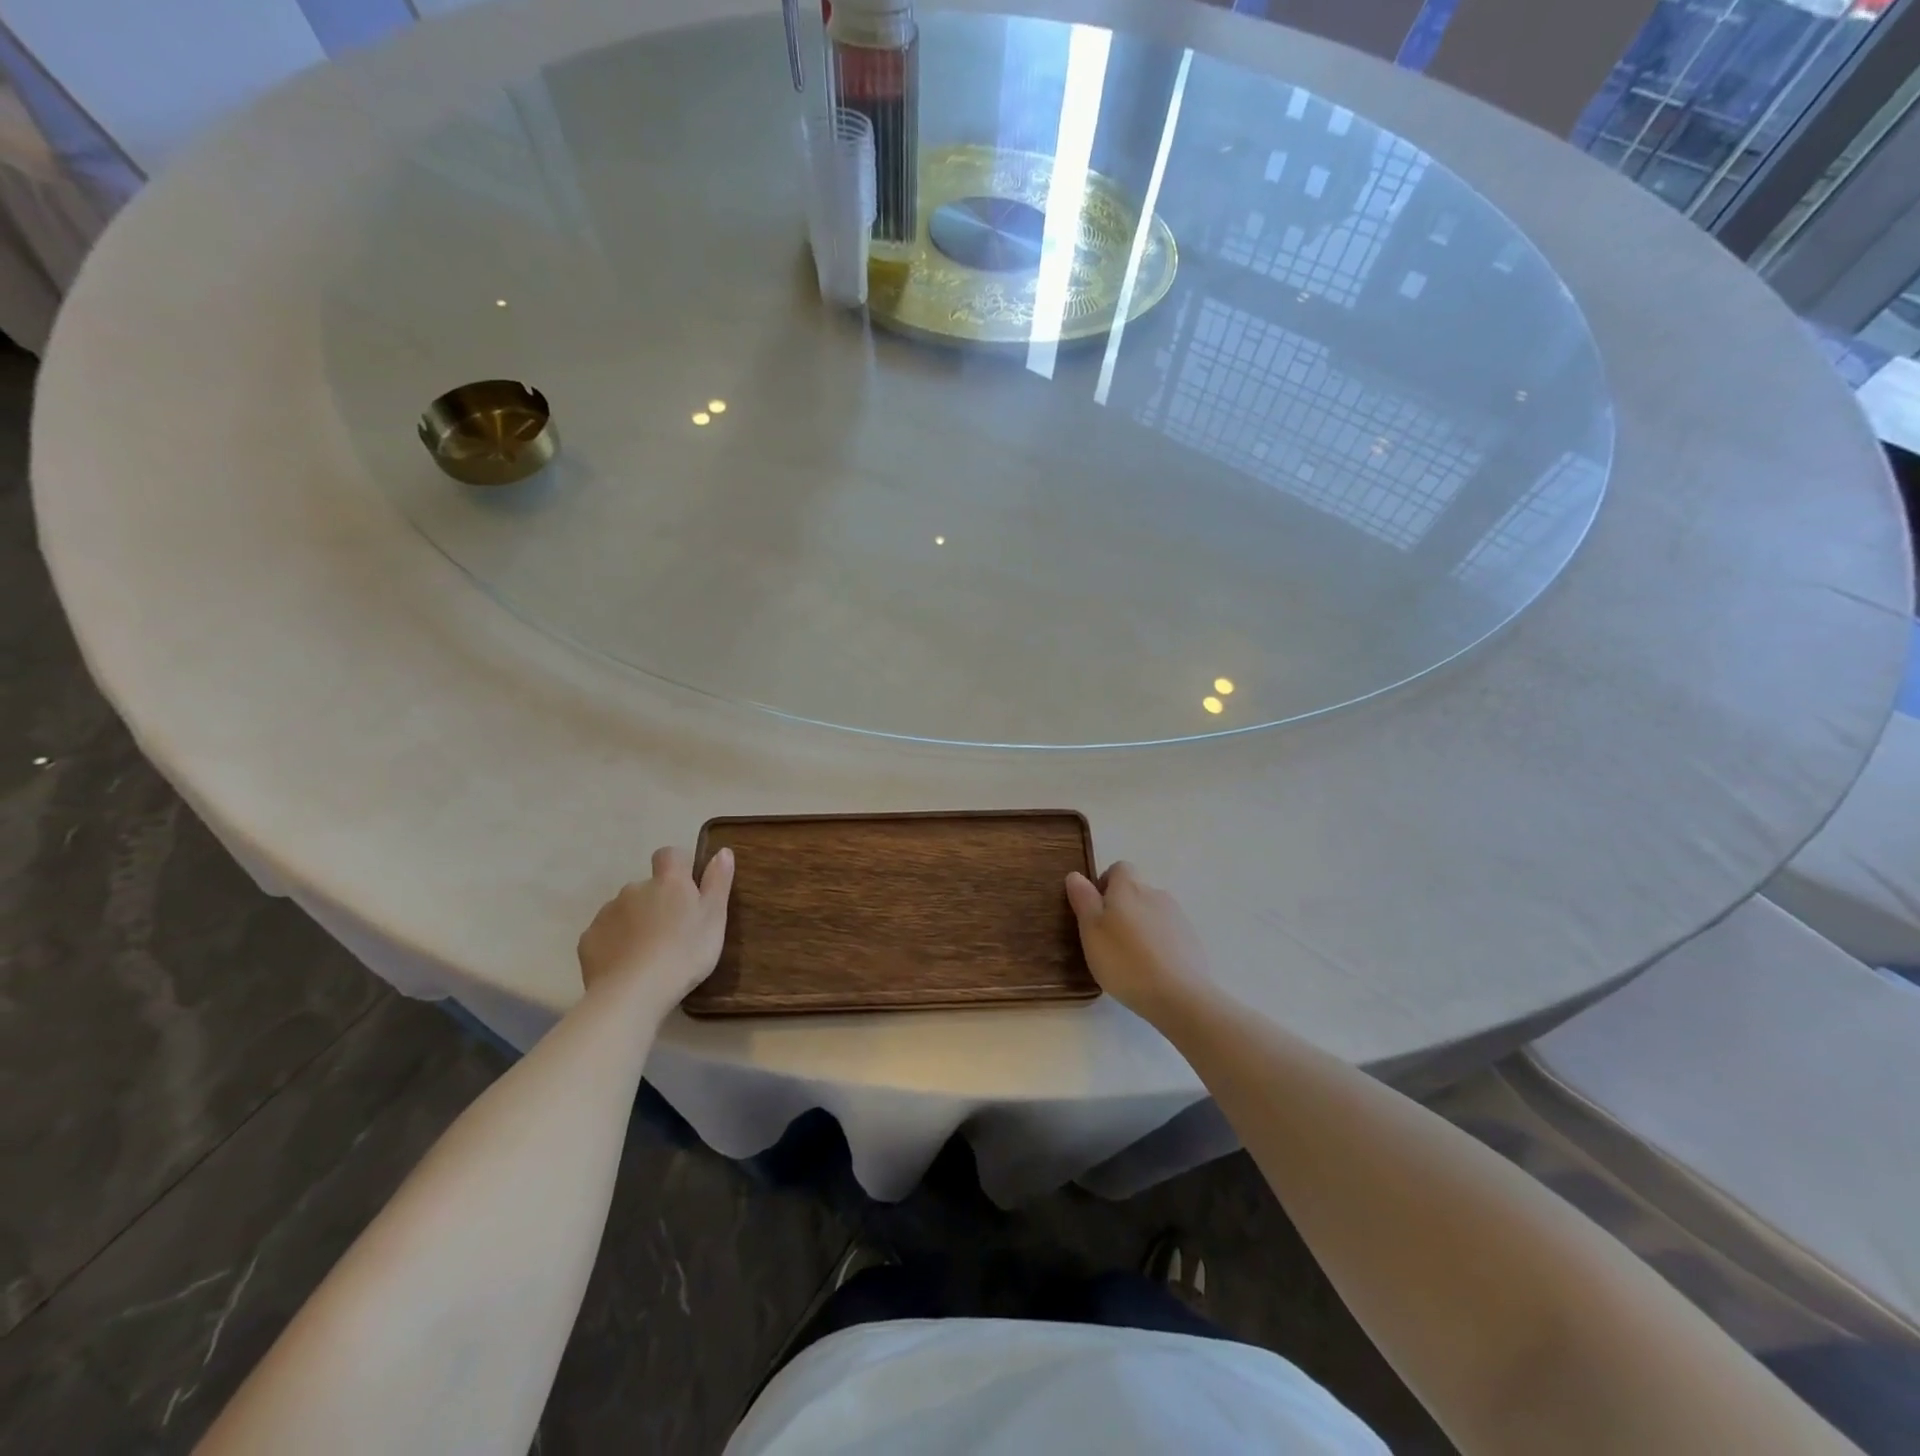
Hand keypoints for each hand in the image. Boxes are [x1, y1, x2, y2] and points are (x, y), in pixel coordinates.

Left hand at [577, 846, 734, 1013]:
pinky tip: (627, 965)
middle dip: (657, 902)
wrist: (633, 993)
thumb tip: (723, 851)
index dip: (678, 867)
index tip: (688, 890)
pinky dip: (615, 943)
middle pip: (647, 887)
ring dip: (636, 922)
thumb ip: (718, 882)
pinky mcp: (588, 939)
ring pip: (625, 910)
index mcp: (668, 881)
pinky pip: (605, 934)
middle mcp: (634, 888)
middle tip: (673, 932)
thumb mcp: (714, 918)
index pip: (669, 855)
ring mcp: (607, 913)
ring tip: (649, 953)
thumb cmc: (685, 953)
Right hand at [1065, 862, 1214, 1023]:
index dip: (1105, 884)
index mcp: (1130, 888)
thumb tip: (1076, 875)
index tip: (1096, 910)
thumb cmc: (1125, 961)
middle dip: (1122, 909)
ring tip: (1130, 959)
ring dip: (1140, 927)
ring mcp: (1178, 917)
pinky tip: (1152, 970)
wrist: (1180, 996)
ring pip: (1152, 913)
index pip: (1119, 868)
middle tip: (1108, 940)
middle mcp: (1156, 894)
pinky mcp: (1192, 940)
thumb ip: (1083, 899)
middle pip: (1136, 892)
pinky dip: (1158, 944)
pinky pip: (1168, 933)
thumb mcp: (1091, 930)